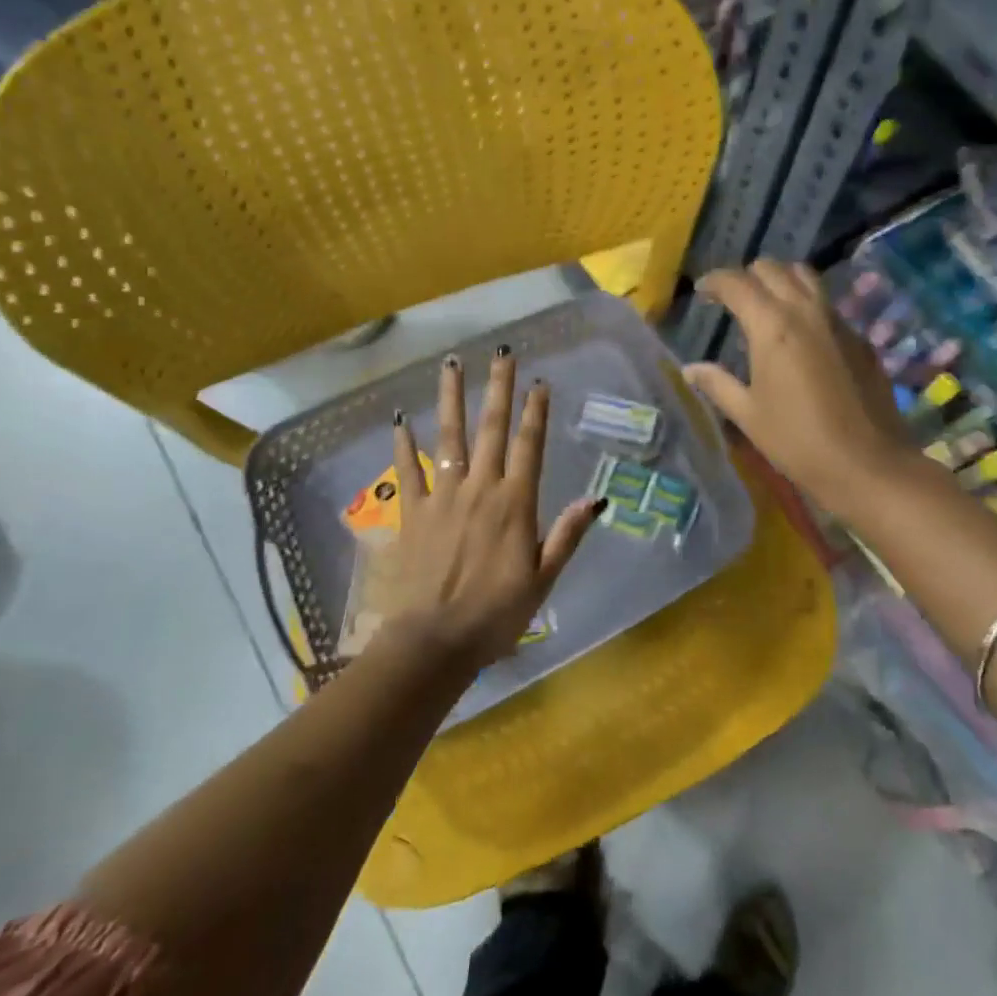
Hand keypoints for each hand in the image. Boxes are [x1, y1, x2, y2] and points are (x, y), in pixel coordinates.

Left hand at [387, 348, 605, 671]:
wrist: (434, 642)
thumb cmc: (497, 614)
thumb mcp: (544, 579)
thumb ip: (567, 535)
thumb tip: (596, 499)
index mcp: (515, 503)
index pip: (529, 445)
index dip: (536, 411)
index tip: (539, 381)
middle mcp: (480, 488)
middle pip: (491, 428)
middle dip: (498, 388)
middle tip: (502, 353)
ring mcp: (443, 496)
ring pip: (449, 437)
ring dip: (451, 398)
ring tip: (451, 364)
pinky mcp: (414, 512)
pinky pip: (408, 470)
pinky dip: (403, 443)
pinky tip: (400, 418)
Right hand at [683, 261, 914, 518]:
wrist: (868, 464)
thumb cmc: (798, 441)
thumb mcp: (748, 415)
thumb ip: (717, 384)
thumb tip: (690, 368)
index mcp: (772, 325)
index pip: (737, 283)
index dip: (714, 282)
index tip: (701, 291)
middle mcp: (806, 311)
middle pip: (773, 269)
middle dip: (748, 276)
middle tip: (733, 298)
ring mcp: (838, 321)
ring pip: (806, 278)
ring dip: (781, 281)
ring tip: (767, 305)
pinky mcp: (860, 338)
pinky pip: (827, 305)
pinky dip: (807, 306)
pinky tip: (801, 336)